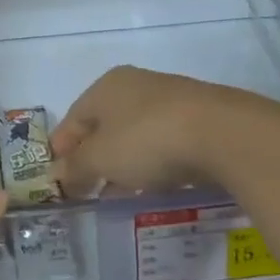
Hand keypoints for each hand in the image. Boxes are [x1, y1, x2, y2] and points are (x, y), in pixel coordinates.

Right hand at [51, 67, 251, 196]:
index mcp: (105, 87)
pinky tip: (153, 185)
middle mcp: (135, 85)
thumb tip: (56, 173)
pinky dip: (152, 162)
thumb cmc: (147, 140)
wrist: (223, 133)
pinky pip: (163, 142)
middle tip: (86, 189)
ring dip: (123, 163)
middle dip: (93, 158)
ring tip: (118, 194)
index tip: (57, 179)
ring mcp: (170, 100)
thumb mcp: (101, 159)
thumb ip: (76, 167)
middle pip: (103, 125)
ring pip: (134, 134)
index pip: (72, 119)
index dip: (61, 149)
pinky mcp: (198, 118)